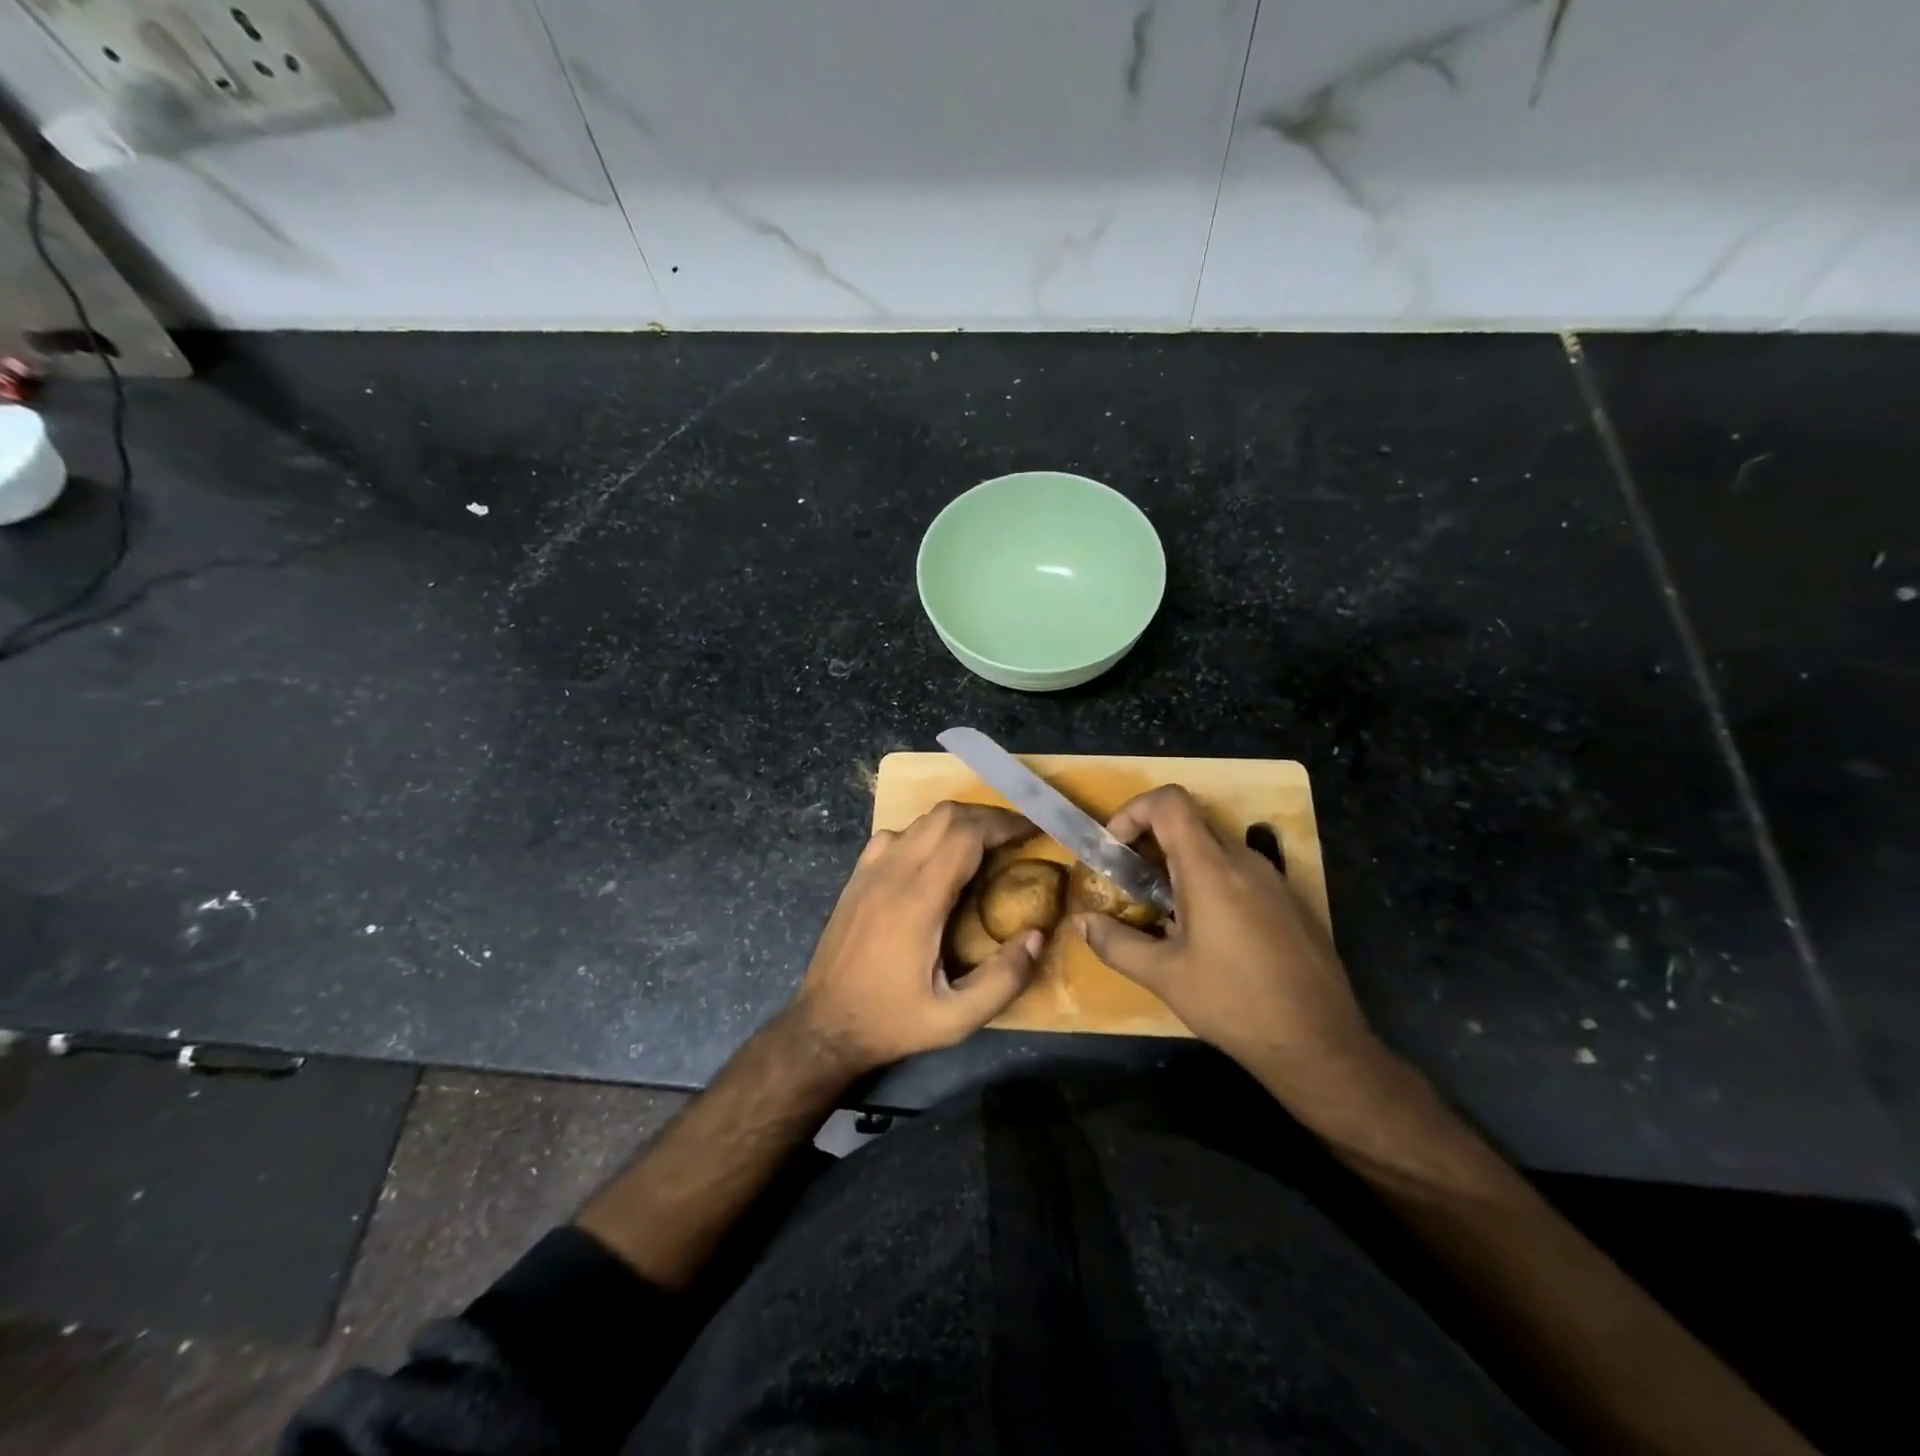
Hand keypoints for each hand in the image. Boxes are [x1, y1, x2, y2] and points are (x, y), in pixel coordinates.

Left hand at [789, 802, 1044, 1076]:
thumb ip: (1003, 981)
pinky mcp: (858, 876)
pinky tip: (937, 858)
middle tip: (1016, 835)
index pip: (966, 835)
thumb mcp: (955, 1019)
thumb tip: (1037, 936)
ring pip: (921, 820)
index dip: (1004, 825)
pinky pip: (896, 835)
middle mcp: (893, 873)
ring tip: (986, 844)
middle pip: (945, 815)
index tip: (1032, 830)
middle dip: (987, 817)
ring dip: (958, 823)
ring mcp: (870, 870)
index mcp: (918, 901)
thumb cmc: (892, 1021)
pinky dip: (926, 833)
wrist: (824, 1025)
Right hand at [1076, 785, 1383, 1095]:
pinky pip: (1240, 873)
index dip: (1134, 811)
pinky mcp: (1289, 902)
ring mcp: (1273, 880)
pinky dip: (1210, 883)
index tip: (1115, 848)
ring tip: (1162, 912)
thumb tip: (1081, 922)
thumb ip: (1116, 943)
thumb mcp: (1164, 976)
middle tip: (1129, 883)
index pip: (1170, 802)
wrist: (1321, 1044)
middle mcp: (1245, 861)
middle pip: (1190, 823)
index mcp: (1211, 869)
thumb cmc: (1234, 1003)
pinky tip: (1206, 934)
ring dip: (1180, 866)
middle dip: (1151, 843)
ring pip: (1215, 849)